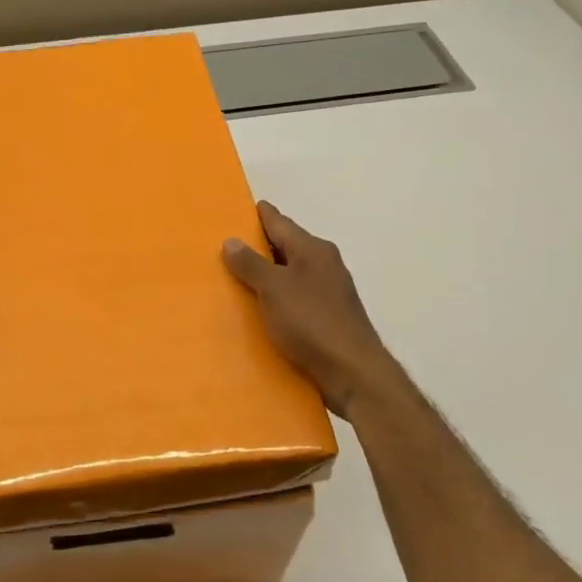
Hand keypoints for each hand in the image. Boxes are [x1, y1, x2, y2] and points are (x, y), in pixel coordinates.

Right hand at [223, 201, 400, 417]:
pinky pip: (297, 298)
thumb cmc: (312, 322)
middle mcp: (325, 264)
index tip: (239, 208)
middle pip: (287, 247)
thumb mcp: (274, 289)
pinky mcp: (329, 317)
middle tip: (227, 245)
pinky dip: (279, 298)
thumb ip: (251, 264)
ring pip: (292, 274)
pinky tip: (261, 309)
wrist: (353, 373)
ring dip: (269, 274)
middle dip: (260, 245)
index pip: (280, 222)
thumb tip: (232, 240)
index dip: (259, 215)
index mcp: (313, 250)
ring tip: (237, 277)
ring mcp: (330, 292)